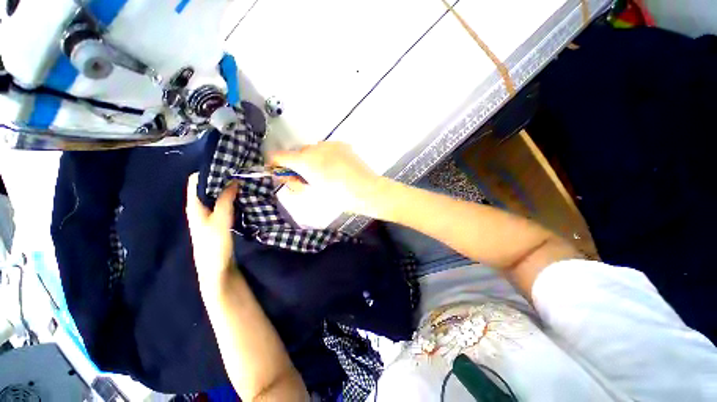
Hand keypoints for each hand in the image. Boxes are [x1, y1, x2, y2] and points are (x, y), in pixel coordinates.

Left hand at [185, 173, 237, 287]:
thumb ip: (225, 199)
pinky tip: (243, 197)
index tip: (227, 165)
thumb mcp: (220, 219)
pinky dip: (232, 198)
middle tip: (240, 172)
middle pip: (207, 186)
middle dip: (222, 178)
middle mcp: (199, 207)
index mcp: (194, 205)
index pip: (195, 180)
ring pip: (217, 195)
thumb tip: (233, 180)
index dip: (209, 171)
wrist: (216, 269)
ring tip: (244, 182)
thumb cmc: (214, 244)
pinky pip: (224, 203)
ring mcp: (209, 214)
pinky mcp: (219, 221)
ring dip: (228, 188)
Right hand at [269, 142, 383, 215]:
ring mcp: (330, 144)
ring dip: (313, 159)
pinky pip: (327, 149)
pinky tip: (336, 167)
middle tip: (307, 178)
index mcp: (305, 161)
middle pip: (298, 153)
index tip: (278, 172)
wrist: (366, 190)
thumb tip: (287, 178)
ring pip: (313, 150)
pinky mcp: (342, 145)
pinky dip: (326, 156)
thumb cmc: (339, 196)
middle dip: (298, 165)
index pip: (279, 156)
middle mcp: (315, 148)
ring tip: (325, 173)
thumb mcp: (314, 193)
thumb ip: (297, 184)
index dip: (275, 164)